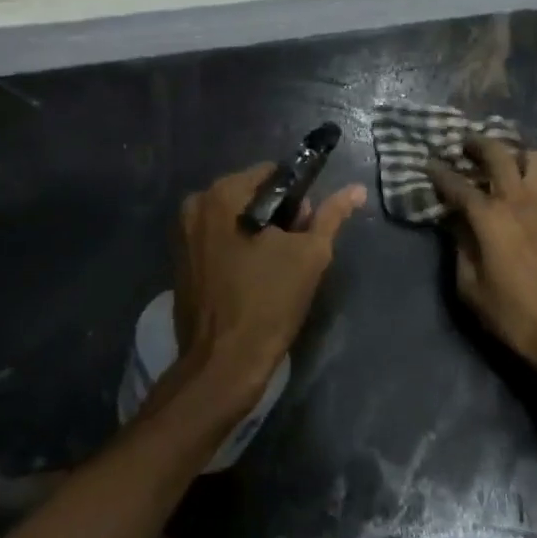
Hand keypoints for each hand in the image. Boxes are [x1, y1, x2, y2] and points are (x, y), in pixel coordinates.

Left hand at [172, 164, 366, 408]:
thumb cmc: (268, 303)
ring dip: (259, 233)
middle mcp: (196, 206)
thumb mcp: (310, 255)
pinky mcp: (181, 261)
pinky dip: (238, 248)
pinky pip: (218, 239)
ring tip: (278, 267)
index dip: (298, 196)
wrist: (223, 364)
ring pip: (235, 218)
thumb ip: (331, 216)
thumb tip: (355, 189)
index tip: (307, 226)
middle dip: (278, 215)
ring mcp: (183, 234)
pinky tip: (254, 276)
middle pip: (251, 194)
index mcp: (222, 195)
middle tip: (296, 250)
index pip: (272, 174)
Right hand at [426, 139, 536, 392]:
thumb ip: (460, 248)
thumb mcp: (471, 288)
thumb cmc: (513, 316)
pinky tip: (515, 186)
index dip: (439, 173)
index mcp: (491, 218)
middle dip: (477, 144)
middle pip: (498, 155)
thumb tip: (456, 224)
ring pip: (532, 159)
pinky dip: (527, 172)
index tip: (427, 163)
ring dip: (511, 152)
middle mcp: (518, 202)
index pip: (458, 185)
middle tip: (462, 143)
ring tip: (497, 159)